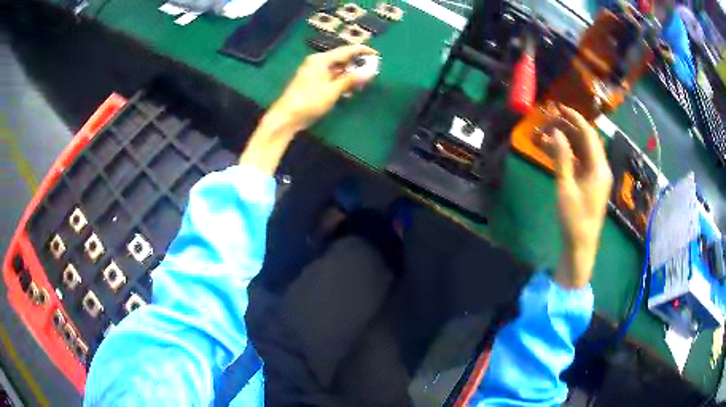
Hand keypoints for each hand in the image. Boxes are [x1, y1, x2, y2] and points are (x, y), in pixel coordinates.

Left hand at [268, 44, 378, 131]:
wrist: (287, 117)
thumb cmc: (309, 101)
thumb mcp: (333, 90)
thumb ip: (351, 80)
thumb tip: (370, 72)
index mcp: (321, 60)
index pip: (346, 50)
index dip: (362, 51)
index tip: (376, 55)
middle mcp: (318, 63)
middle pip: (342, 59)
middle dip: (357, 65)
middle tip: (372, 72)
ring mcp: (314, 73)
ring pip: (337, 70)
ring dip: (350, 76)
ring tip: (362, 84)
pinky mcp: (313, 84)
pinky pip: (331, 79)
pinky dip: (341, 83)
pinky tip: (349, 92)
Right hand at [542, 105, 612, 287]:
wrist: (580, 247)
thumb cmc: (574, 219)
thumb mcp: (566, 188)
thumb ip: (561, 158)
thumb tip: (555, 132)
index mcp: (599, 168)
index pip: (589, 134)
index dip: (575, 118)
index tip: (559, 108)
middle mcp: (601, 168)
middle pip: (586, 140)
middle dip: (568, 127)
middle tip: (548, 120)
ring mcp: (596, 176)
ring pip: (582, 150)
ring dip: (566, 140)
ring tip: (547, 132)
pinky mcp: (590, 183)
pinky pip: (580, 162)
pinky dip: (568, 154)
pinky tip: (554, 150)